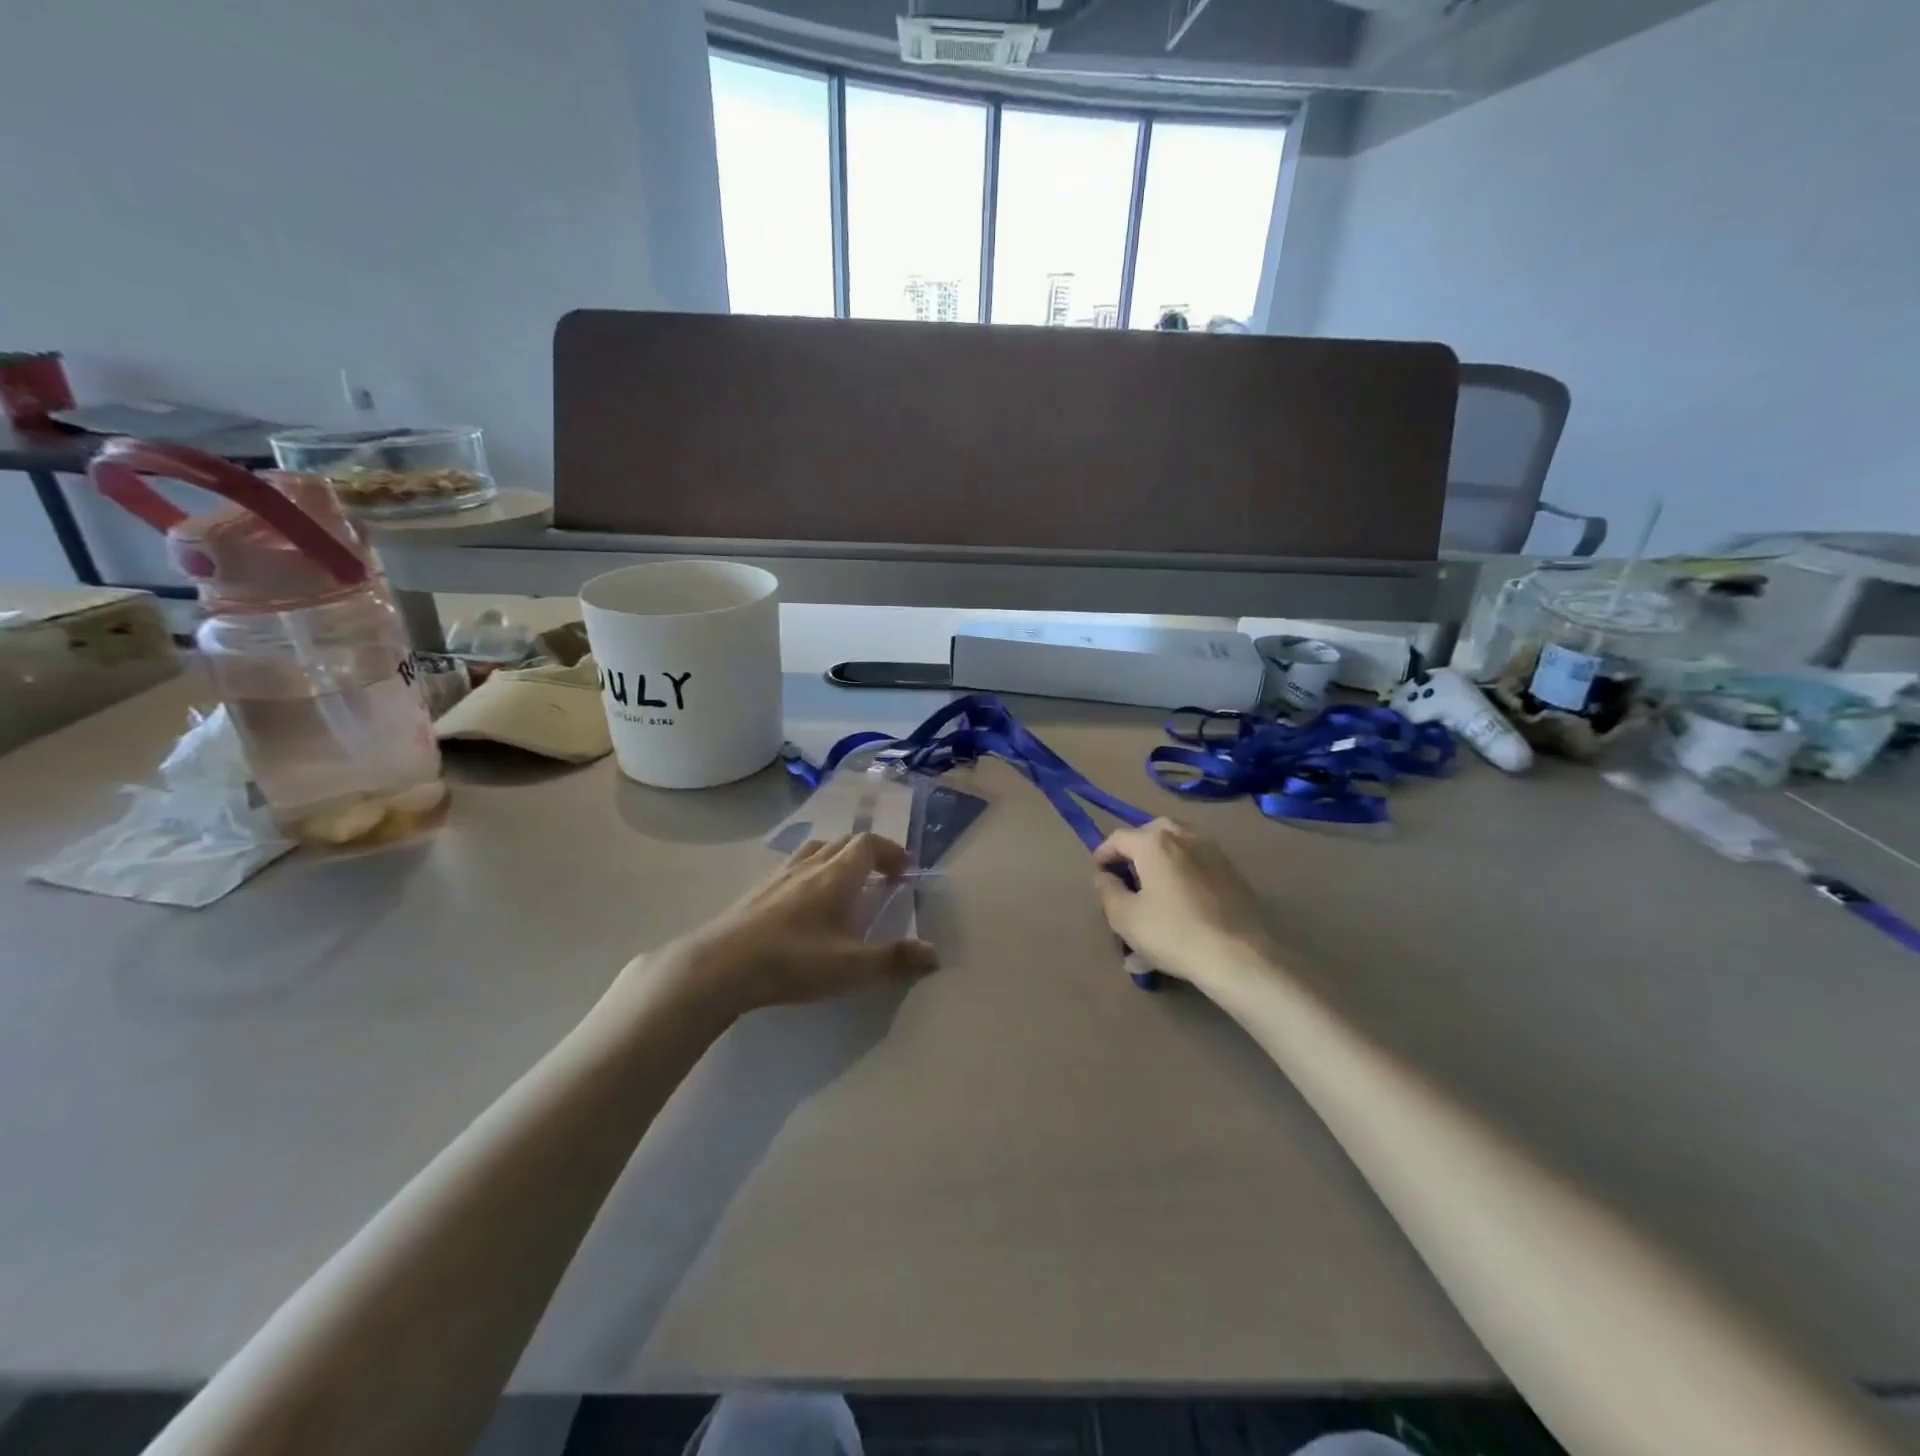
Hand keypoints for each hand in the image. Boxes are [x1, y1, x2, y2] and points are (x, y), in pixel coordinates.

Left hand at [667, 833, 938, 1017]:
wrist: (718, 967)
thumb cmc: (791, 962)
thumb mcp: (850, 967)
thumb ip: (894, 960)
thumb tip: (934, 954)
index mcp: (836, 876)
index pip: (869, 844)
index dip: (890, 851)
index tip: (903, 871)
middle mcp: (810, 866)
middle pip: (844, 842)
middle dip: (868, 853)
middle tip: (881, 879)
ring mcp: (779, 875)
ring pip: (816, 850)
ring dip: (838, 858)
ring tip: (845, 885)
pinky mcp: (757, 891)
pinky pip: (793, 866)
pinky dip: (811, 871)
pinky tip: (804, 902)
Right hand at [1093, 819, 1277, 994]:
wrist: (1238, 956)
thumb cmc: (1172, 933)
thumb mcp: (1124, 917)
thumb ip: (1108, 890)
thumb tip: (1105, 875)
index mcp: (1155, 842)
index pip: (1119, 837)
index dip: (1104, 853)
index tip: (1099, 873)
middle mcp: (1185, 837)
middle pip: (1153, 831)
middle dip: (1136, 848)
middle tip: (1128, 872)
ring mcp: (1214, 853)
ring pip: (1180, 843)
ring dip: (1163, 857)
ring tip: (1155, 884)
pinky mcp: (1233, 873)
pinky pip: (1199, 862)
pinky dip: (1184, 871)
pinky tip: (1182, 898)